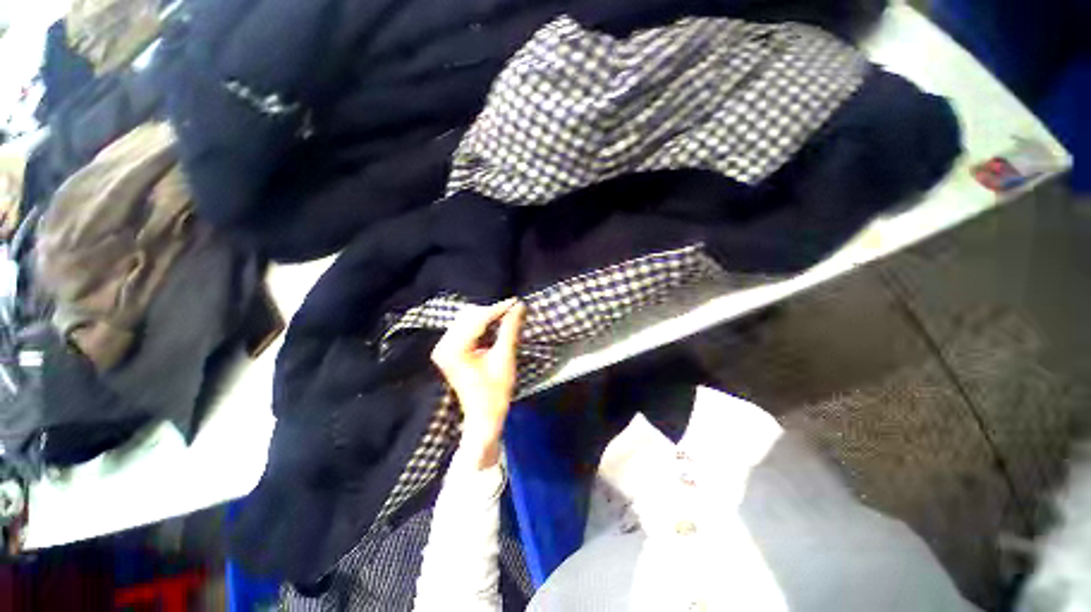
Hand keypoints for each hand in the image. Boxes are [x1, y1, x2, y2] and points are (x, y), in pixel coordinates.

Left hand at [431, 298, 525, 466]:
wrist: (483, 418)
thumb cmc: (495, 392)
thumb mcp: (505, 358)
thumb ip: (510, 329)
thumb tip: (519, 306)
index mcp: (453, 349)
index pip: (478, 319)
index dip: (499, 309)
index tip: (517, 302)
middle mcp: (443, 345)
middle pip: (469, 316)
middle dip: (492, 313)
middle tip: (513, 313)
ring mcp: (443, 348)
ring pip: (467, 320)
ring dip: (487, 318)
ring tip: (506, 320)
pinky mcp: (448, 351)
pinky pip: (465, 328)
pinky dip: (481, 326)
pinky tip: (495, 328)